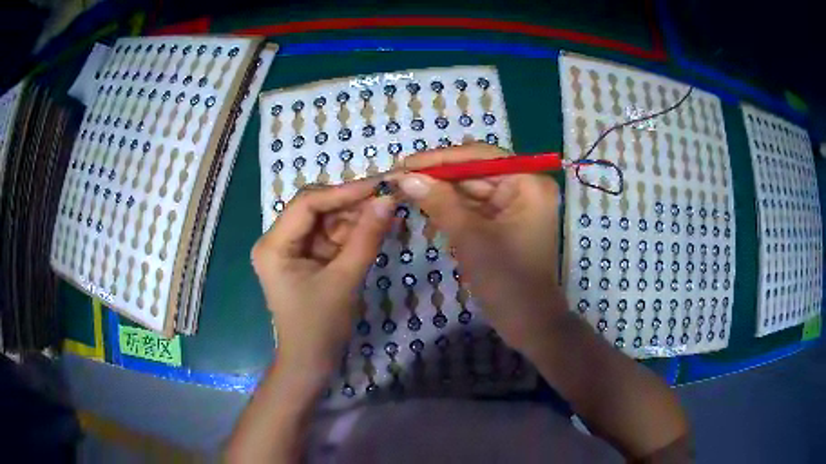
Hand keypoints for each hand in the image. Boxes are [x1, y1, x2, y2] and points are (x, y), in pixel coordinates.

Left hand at [251, 181, 394, 377]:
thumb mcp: (345, 280)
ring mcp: (292, 249)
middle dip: (353, 204)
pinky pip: (331, 236)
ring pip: (327, 220)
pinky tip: (377, 227)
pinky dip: (354, 233)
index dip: (344, 191)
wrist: (311, 362)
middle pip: (317, 208)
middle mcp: (277, 240)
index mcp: (274, 245)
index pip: (307, 204)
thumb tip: (389, 199)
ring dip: (356, 217)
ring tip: (389, 212)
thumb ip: (366, 237)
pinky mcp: (306, 258)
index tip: (380, 185)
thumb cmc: (320, 326)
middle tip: (389, 197)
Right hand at [390, 144, 563, 355]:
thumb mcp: (470, 238)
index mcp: (528, 184)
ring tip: (406, 192)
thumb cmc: (506, 280)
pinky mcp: (506, 223)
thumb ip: (438, 202)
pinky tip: (427, 210)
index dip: (441, 159)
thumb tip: (405, 177)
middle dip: (439, 177)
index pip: (481, 156)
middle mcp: (526, 188)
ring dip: (442, 194)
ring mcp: (517, 206)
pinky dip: (452, 210)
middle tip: (400, 179)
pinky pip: (476, 208)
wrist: (528, 323)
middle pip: (475, 172)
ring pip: (472, 190)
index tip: (406, 162)